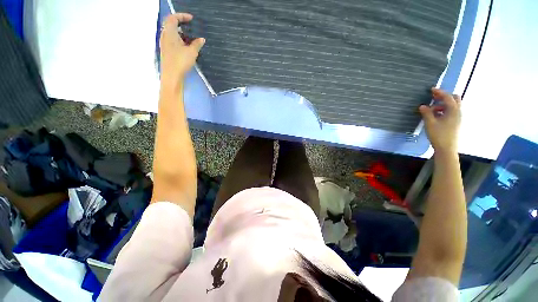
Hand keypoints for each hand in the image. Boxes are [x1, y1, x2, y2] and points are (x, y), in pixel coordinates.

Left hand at [160, 13, 204, 88]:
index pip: (173, 18)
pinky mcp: (166, 51)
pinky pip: (172, 40)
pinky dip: (179, 39)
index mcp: (170, 33)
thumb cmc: (181, 62)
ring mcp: (165, 44)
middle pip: (171, 24)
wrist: (171, 76)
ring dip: (180, 32)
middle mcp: (165, 36)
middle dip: (180, 23)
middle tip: (190, 26)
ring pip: (171, 33)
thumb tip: (201, 39)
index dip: (182, 16)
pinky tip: (186, 46)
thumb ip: (197, 44)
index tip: (191, 18)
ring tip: (190, 37)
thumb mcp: (192, 52)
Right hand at [419, 88, 461, 152]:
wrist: (447, 148)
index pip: (447, 97)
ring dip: (443, 104)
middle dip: (444, 97)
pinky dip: (444, 110)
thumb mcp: (430, 123)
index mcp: (453, 110)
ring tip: (431, 109)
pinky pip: (451, 112)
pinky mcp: (455, 122)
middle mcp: (458, 112)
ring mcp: (457, 118)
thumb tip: (422, 106)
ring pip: (452, 106)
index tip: (431, 90)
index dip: (439, 92)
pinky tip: (435, 115)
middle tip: (434, 98)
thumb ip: (426, 113)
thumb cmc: (439, 135)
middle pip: (454, 99)